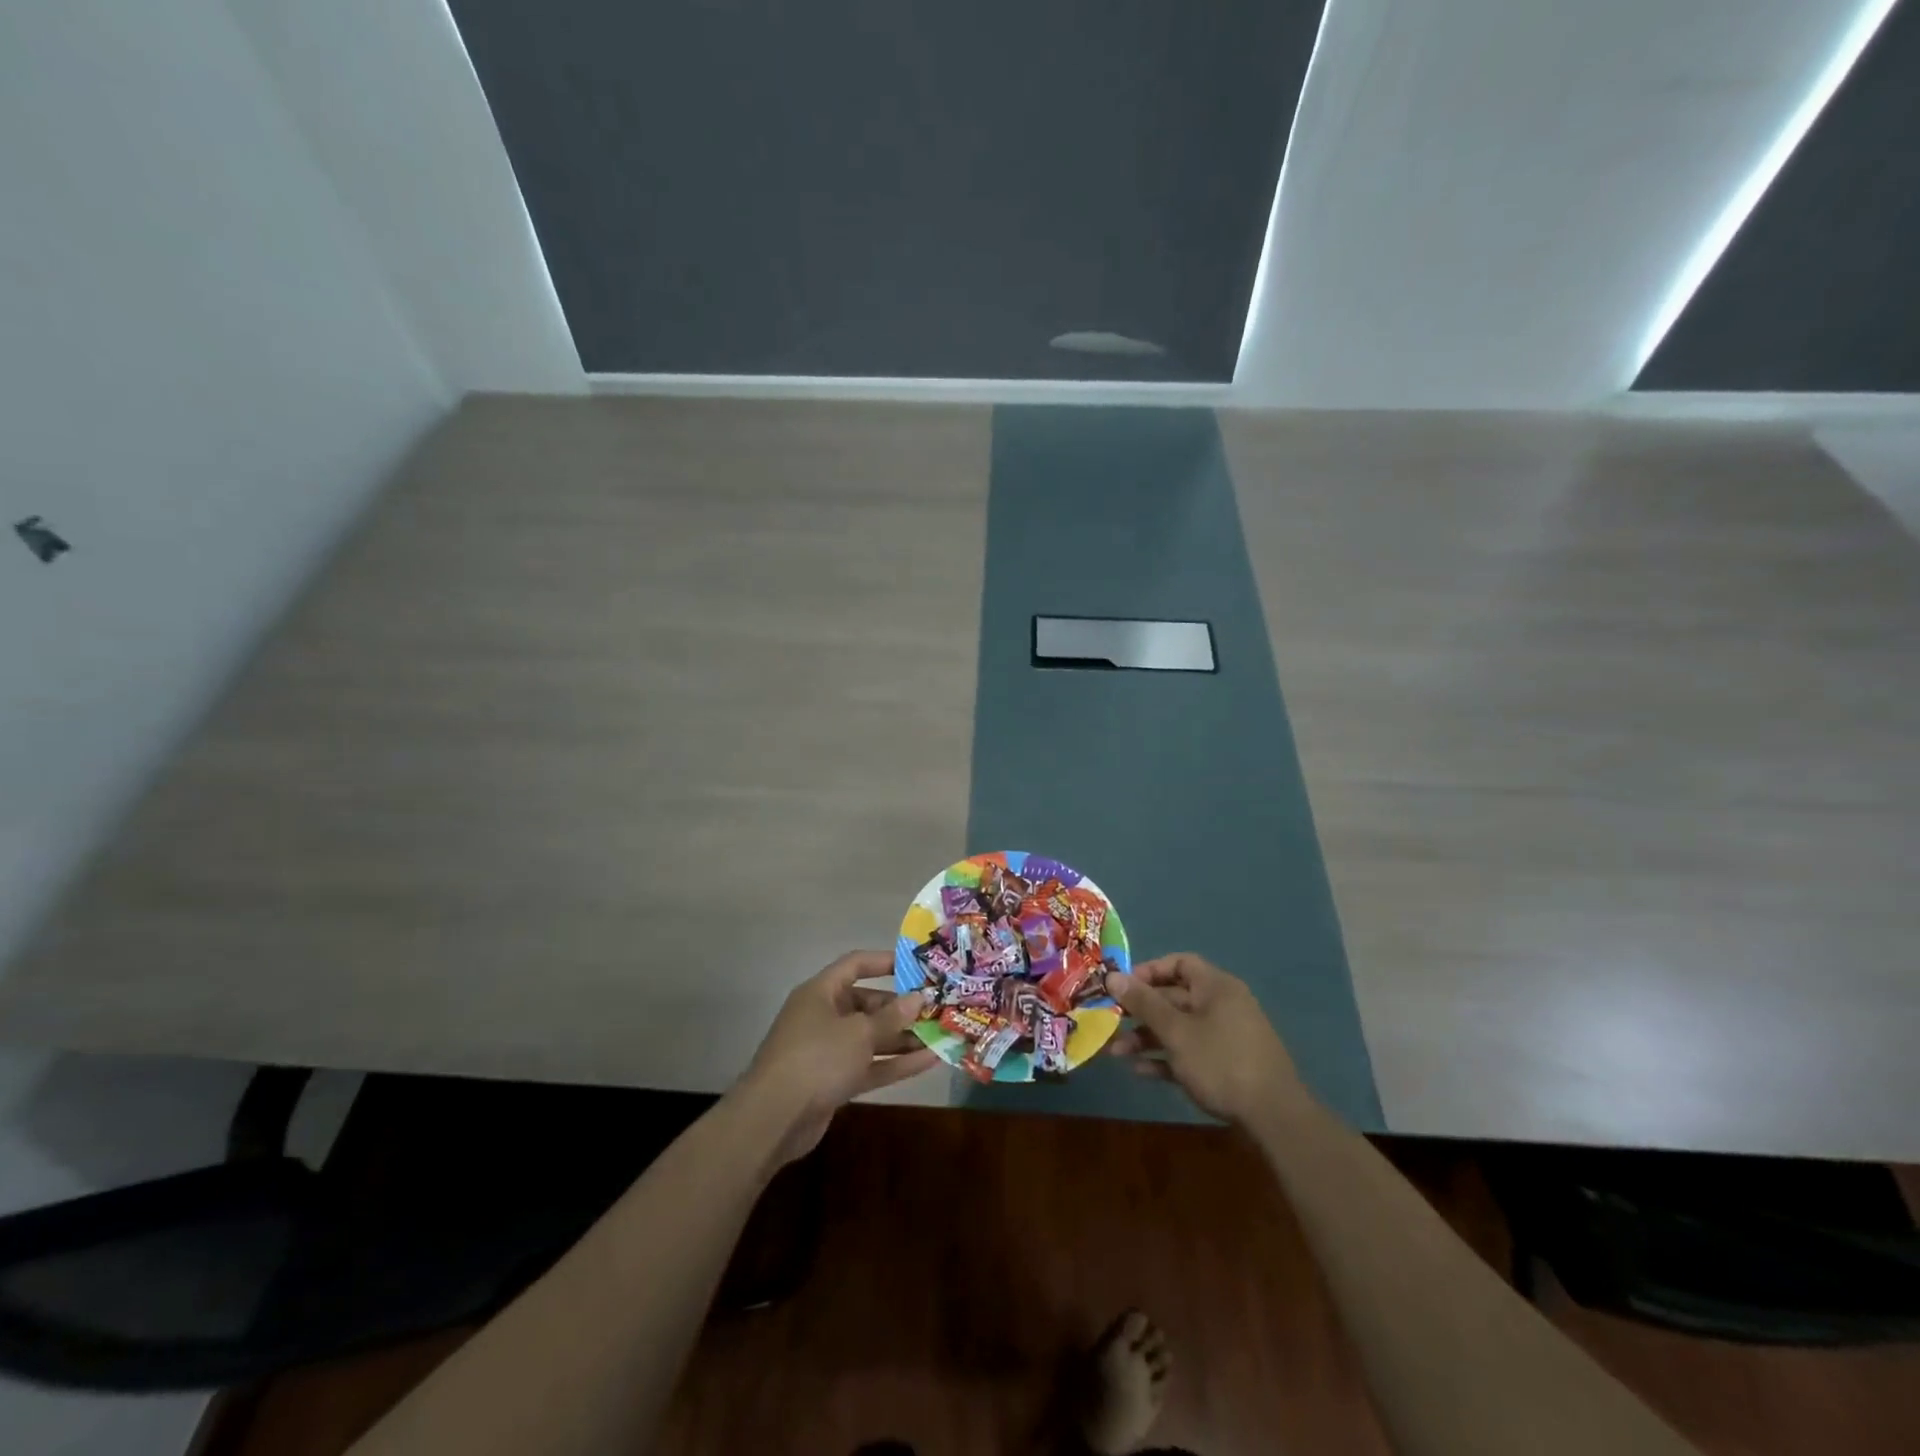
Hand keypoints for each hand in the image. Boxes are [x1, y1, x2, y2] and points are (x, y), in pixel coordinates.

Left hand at [738, 950, 936, 1162]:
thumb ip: (892, 1016)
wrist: (774, 1119)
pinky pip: (870, 1065)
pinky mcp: (834, 1081)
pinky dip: (896, 1064)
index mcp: (821, 992)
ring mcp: (829, 1051)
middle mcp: (824, 1016)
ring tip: (941, 1035)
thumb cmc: (817, 1058)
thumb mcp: (859, 1032)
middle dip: (901, 1008)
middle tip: (936, 1008)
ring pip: (872, 1038)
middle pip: (867, 1004)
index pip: (855, 965)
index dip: (885, 962)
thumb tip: (918, 998)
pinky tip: (929, 1062)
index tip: (916, 966)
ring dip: (904, 1038)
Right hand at [1105, 954, 1311, 1124]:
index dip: (1149, 971)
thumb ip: (1143, 1003)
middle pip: (1174, 998)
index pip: (1179, 963)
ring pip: (1179, 1028)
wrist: (1274, 1116)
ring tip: (1117, 1053)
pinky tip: (1140, 1072)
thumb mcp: (1176, 1031)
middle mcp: (1222, 1006)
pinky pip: (1190, 1053)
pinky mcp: (1226, 1066)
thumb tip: (1113, 976)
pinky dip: (1166, 1058)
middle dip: (1140, 1011)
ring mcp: (1226, 1037)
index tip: (1123, 987)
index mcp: (1216, 987)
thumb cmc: (1220, 1061)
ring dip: (1147, 1038)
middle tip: (1111, 1021)